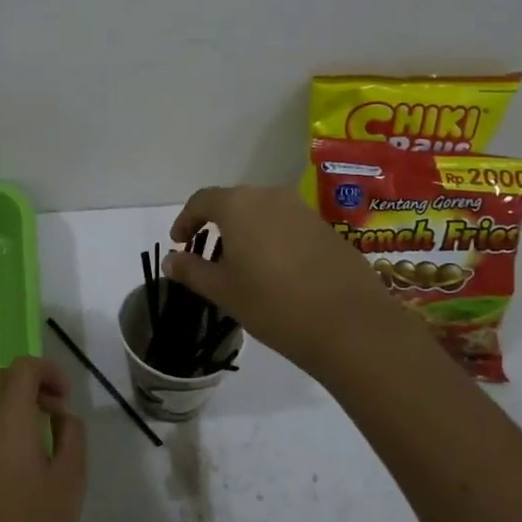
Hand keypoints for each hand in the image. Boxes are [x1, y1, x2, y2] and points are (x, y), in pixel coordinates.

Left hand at [0, 356, 86, 521]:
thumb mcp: (70, 479)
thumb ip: (72, 435)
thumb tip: (62, 415)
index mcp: (9, 419)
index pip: (22, 368)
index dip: (48, 370)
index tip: (66, 396)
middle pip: (1, 378)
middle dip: (31, 382)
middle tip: (55, 410)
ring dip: (15, 403)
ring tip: (42, 434)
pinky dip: (2, 423)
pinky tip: (21, 457)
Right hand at [166, 185, 429, 374]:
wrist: (350, 324)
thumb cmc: (273, 304)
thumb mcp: (223, 291)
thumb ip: (192, 270)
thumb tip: (171, 259)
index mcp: (239, 205)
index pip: (201, 200)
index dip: (185, 220)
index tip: (179, 243)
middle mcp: (270, 196)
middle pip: (234, 202)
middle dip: (216, 224)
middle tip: (207, 255)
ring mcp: (303, 210)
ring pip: (262, 213)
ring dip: (246, 232)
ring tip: (241, 265)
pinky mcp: (326, 228)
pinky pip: (287, 225)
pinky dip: (272, 239)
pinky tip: (276, 272)